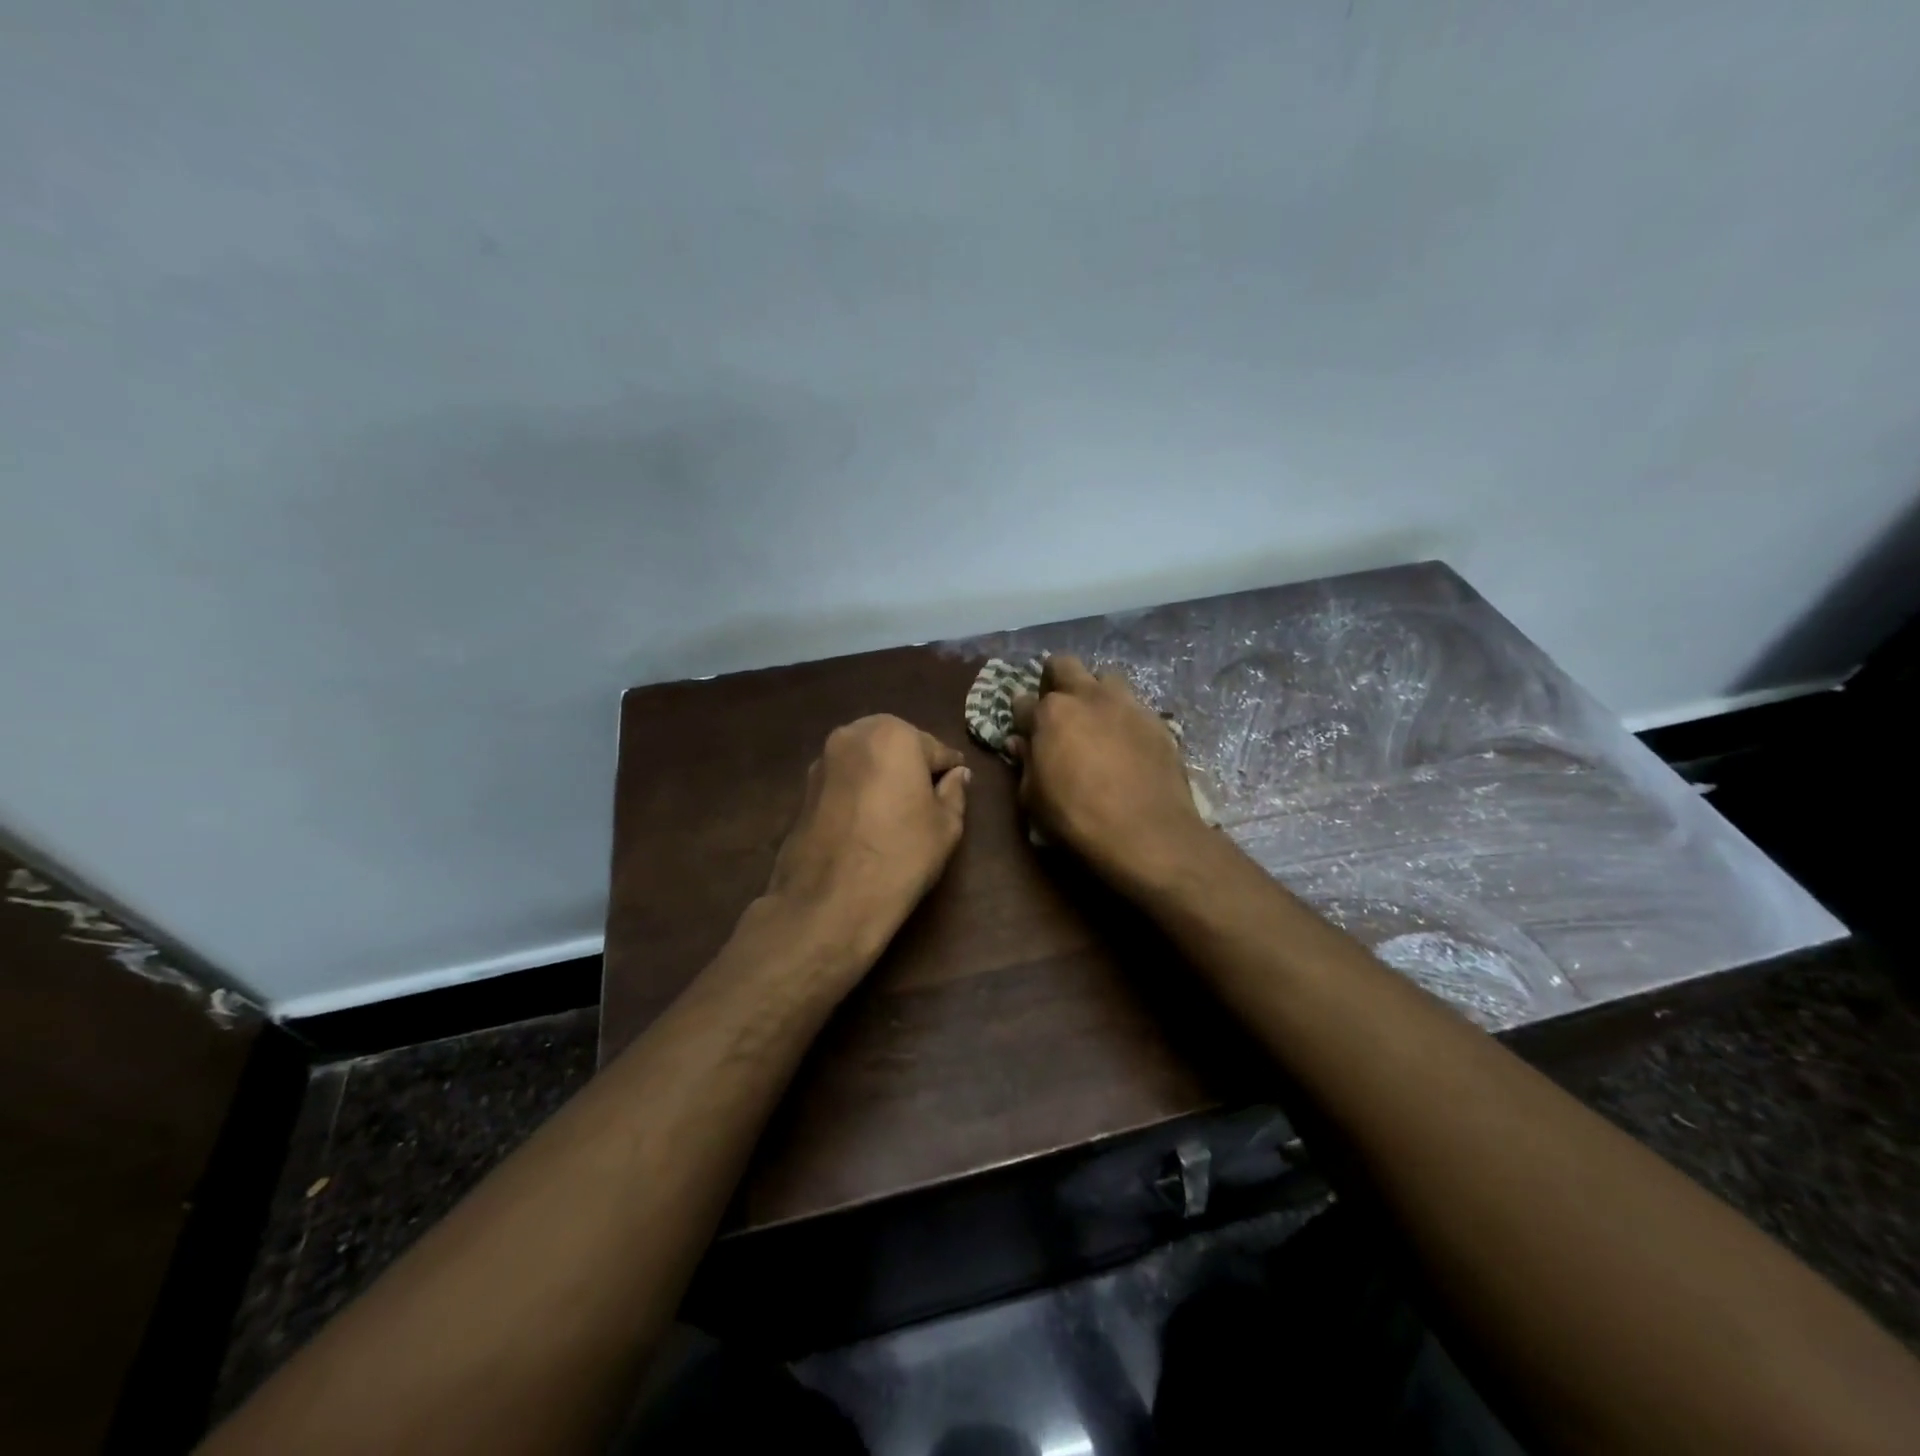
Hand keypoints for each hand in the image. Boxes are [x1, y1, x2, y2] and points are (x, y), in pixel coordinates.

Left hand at [764, 714, 970, 960]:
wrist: (830, 901)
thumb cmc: (900, 856)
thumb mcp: (945, 826)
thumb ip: (954, 792)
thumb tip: (957, 774)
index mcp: (894, 734)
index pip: (935, 749)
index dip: (948, 771)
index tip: (955, 789)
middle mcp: (853, 735)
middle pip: (895, 745)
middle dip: (911, 766)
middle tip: (925, 801)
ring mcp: (822, 760)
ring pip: (866, 760)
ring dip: (882, 776)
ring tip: (895, 813)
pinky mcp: (804, 787)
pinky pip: (843, 779)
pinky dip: (858, 791)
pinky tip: (866, 822)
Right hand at [1008, 656, 1207, 885]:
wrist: (1147, 833)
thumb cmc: (1077, 819)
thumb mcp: (1034, 799)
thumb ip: (1026, 764)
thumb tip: (1020, 743)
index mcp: (1050, 713)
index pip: (1023, 701)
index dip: (1021, 717)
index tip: (1024, 730)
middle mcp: (1087, 697)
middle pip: (1064, 665)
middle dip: (1055, 679)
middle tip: (1057, 708)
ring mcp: (1126, 704)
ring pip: (1105, 678)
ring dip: (1095, 692)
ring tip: (1096, 719)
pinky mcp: (1156, 720)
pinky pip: (1135, 706)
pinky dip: (1124, 717)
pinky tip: (1126, 742)